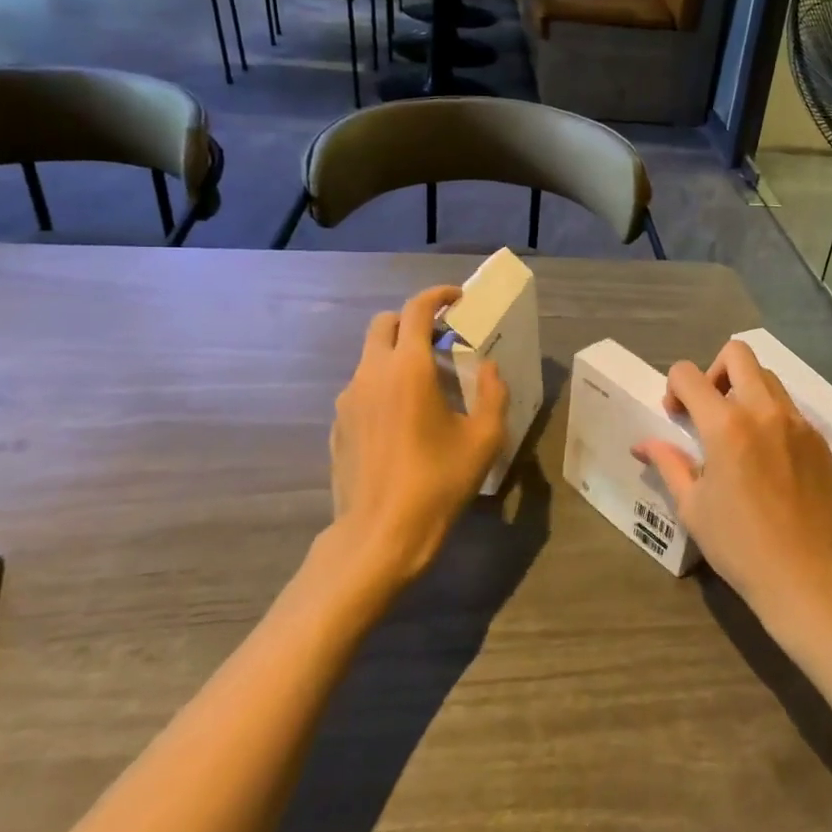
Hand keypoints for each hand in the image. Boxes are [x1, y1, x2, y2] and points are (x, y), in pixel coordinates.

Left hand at [329, 285, 509, 587]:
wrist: (380, 535)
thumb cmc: (438, 483)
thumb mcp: (484, 439)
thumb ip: (493, 393)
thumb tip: (489, 368)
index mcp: (408, 368)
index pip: (417, 310)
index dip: (438, 296)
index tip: (458, 300)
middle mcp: (372, 373)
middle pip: (385, 323)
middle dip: (413, 321)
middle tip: (441, 340)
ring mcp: (348, 399)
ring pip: (371, 356)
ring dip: (397, 353)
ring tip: (426, 384)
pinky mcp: (338, 424)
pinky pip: (362, 387)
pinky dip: (383, 384)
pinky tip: (404, 419)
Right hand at [634, 341, 831, 623]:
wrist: (807, 575)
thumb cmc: (740, 545)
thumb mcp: (692, 506)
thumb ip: (668, 464)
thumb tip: (642, 444)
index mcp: (726, 425)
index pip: (688, 374)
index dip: (674, 388)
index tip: (676, 417)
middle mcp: (764, 410)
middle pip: (737, 354)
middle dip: (713, 371)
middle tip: (707, 409)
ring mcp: (797, 421)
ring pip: (767, 377)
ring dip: (744, 389)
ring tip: (737, 431)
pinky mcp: (818, 438)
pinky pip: (789, 407)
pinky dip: (770, 414)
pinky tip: (766, 455)